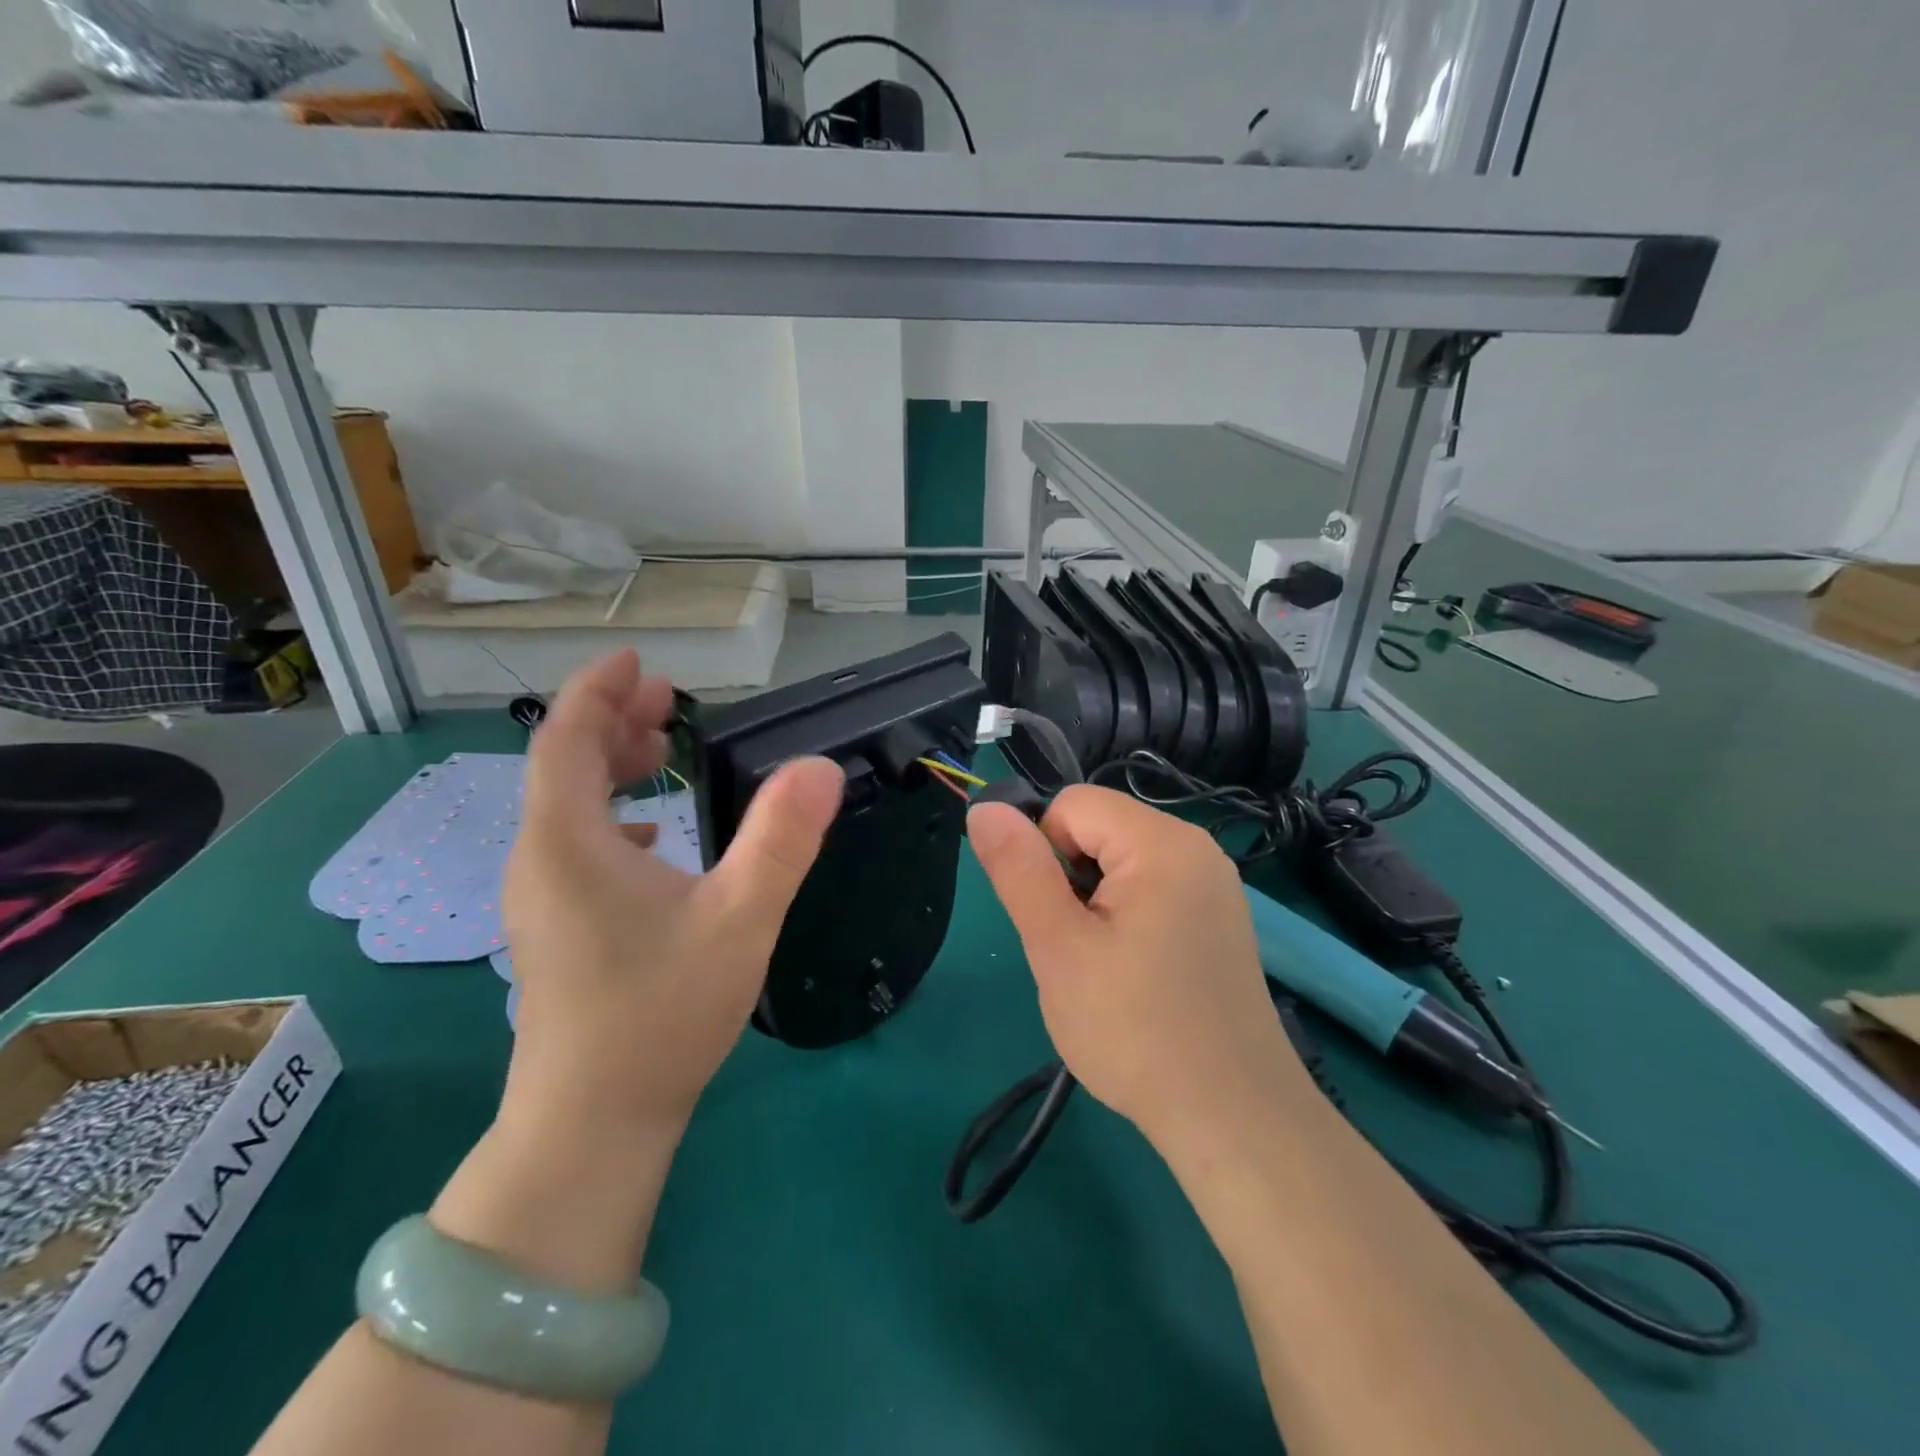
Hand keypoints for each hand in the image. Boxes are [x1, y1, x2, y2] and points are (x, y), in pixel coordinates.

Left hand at [500, 650, 844, 1138]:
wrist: (593, 1124)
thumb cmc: (662, 1013)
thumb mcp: (739, 918)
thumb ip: (781, 839)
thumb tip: (820, 767)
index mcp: (568, 842)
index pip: (566, 739)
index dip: (599, 691)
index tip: (640, 662)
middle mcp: (539, 861)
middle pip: (561, 767)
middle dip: (612, 722)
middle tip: (669, 702)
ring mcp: (539, 899)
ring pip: (565, 807)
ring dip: (609, 766)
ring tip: (661, 750)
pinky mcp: (554, 929)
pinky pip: (573, 845)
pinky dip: (609, 814)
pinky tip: (652, 832)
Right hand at [967, 786, 1305, 1150]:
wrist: (1232, 1119)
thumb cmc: (1135, 1030)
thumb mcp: (1058, 948)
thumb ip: (1018, 870)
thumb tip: (984, 809)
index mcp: (1162, 842)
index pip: (1072, 805)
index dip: (1045, 855)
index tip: (1055, 920)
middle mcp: (1197, 847)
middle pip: (1100, 829)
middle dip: (1071, 880)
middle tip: (1078, 953)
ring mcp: (1214, 884)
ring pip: (1121, 862)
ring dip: (1095, 903)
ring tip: (1105, 968)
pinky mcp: (1219, 918)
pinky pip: (1152, 889)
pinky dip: (1127, 918)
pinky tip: (1135, 976)